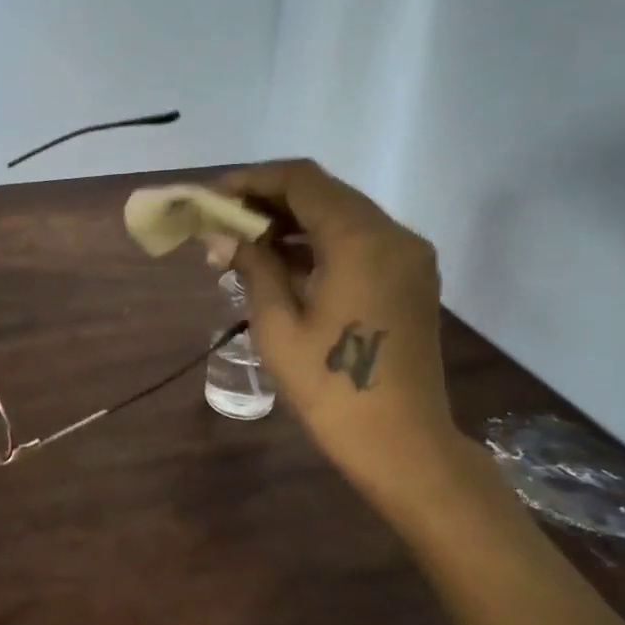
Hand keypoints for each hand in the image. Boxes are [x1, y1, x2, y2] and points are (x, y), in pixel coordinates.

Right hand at [221, 160, 465, 510]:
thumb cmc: (331, 388)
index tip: (214, 196)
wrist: (402, 444)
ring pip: (342, 214)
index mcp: (360, 240)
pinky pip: (360, 240)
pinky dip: (320, 241)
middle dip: (270, 199)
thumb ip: (252, 267)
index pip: (302, 181)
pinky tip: (283, 262)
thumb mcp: (278, 326)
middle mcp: (392, 234)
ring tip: (245, 242)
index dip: (253, 180)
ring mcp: (407, 256)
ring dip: (293, 220)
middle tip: (223, 219)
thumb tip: (220, 235)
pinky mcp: (410, 277)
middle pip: (324, 192)